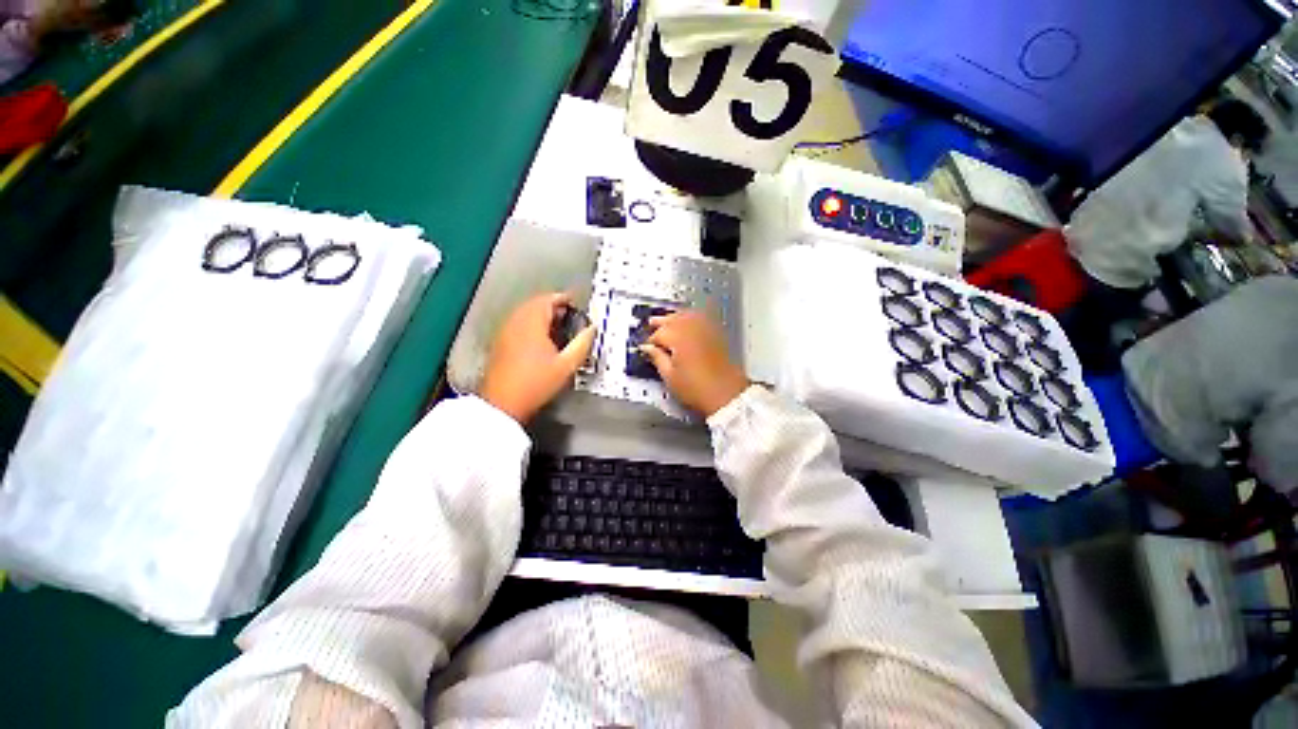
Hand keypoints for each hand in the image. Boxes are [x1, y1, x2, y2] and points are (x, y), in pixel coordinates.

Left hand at [481, 293, 594, 423]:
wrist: (503, 402)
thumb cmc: (536, 383)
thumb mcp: (566, 365)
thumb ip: (582, 343)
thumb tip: (592, 329)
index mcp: (532, 322)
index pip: (548, 299)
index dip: (564, 298)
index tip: (576, 303)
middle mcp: (516, 321)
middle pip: (536, 303)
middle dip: (554, 306)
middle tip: (570, 316)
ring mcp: (505, 331)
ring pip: (526, 313)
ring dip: (542, 315)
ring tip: (559, 327)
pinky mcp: (500, 341)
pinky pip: (518, 323)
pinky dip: (532, 324)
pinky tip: (542, 339)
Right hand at [640, 309, 748, 417]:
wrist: (726, 395)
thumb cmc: (697, 389)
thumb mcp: (670, 377)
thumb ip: (657, 358)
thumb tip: (648, 349)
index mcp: (678, 338)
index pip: (658, 333)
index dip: (650, 341)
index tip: (647, 347)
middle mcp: (692, 329)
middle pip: (673, 318)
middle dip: (661, 321)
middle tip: (651, 323)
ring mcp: (706, 330)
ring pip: (687, 315)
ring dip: (675, 316)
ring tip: (668, 319)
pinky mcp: (716, 334)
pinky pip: (700, 318)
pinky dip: (691, 317)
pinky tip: (688, 321)